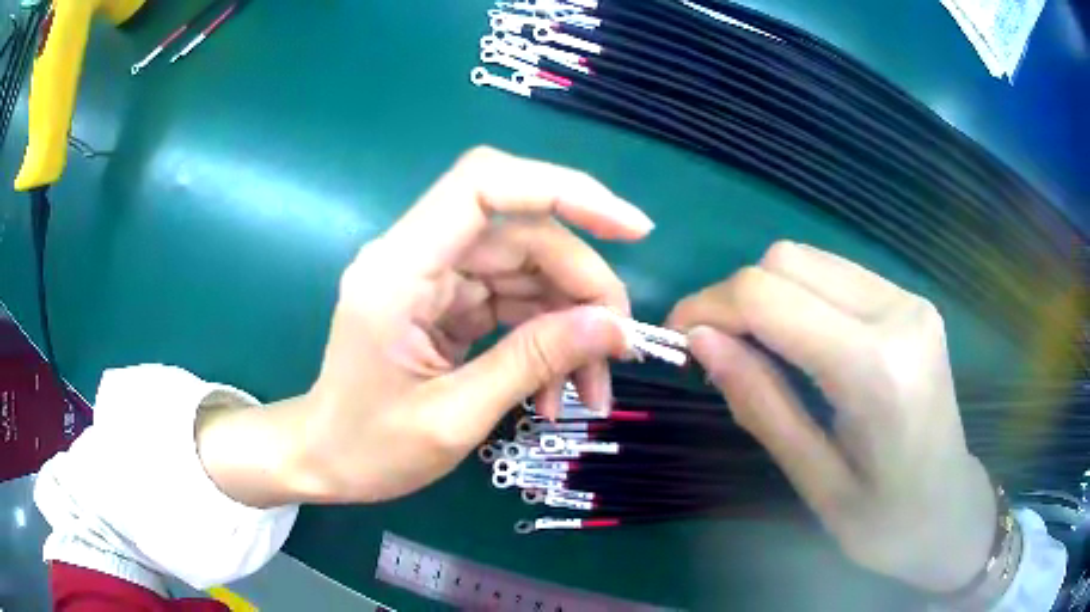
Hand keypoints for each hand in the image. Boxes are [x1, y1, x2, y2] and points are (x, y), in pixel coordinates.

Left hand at [198, 147, 651, 506]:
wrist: (324, 459)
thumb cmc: (368, 448)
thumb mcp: (454, 417)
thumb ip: (532, 363)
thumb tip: (614, 327)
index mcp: (400, 269)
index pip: (485, 185)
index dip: (564, 191)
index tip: (632, 230)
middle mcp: (418, 255)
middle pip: (524, 235)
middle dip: (583, 289)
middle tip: (617, 353)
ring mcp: (434, 276)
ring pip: (528, 269)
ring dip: (571, 323)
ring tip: (590, 390)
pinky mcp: (447, 300)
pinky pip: (515, 299)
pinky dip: (547, 337)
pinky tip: (558, 389)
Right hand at [667, 241, 995, 592]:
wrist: (950, 509)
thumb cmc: (884, 520)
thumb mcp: (814, 482)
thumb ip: (760, 403)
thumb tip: (700, 342)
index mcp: (877, 369)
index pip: (771, 298)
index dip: (710, 306)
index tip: (678, 338)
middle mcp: (898, 313)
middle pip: (787, 261)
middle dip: (735, 297)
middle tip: (715, 350)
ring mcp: (908, 300)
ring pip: (808, 259)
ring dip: (766, 295)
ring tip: (753, 348)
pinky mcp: (908, 302)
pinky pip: (833, 275)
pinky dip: (797, 297)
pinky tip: (797, 342)